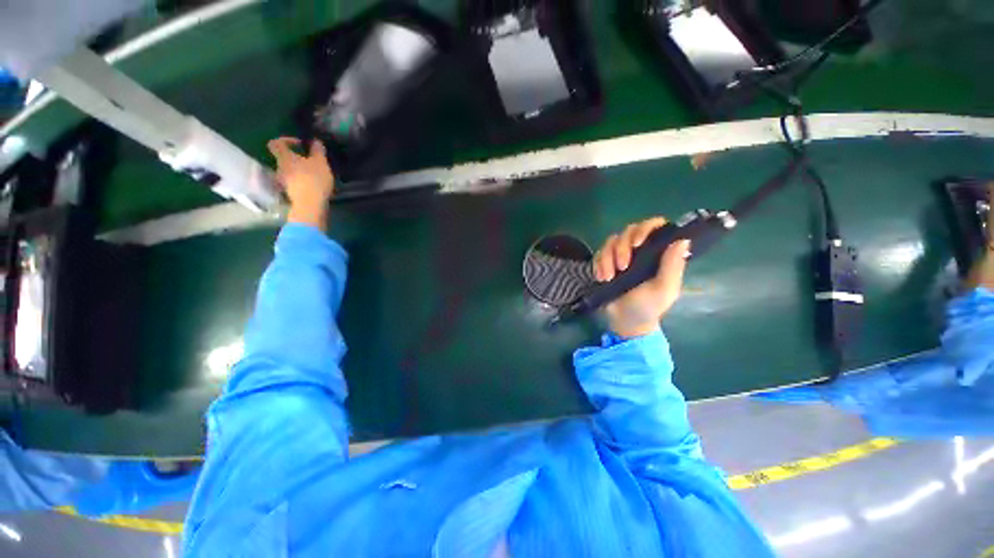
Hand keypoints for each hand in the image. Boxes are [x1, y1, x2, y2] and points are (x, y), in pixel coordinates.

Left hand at [267, 137, 334, 229]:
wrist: (310, 205)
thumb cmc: (314, 179)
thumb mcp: (320, 162)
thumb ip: (318, 150)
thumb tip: (315, 140)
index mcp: (284, 157)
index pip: (276, 143)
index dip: (286, 140)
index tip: (301, 144)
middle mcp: (280, 167)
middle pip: (284, 158)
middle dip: (296, 157)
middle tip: (310, 160)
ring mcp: (284, 181)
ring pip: (289, 170)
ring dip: (299, 170)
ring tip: (314, 174)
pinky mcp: (290, 192)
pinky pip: (294, 182)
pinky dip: (302, 181)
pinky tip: (314, 184)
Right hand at [593, 217, 690, 338]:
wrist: (625, 322)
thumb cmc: (649, 306)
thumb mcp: (664, 289)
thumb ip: (673, 266)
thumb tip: (683, 239)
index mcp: (658, 253)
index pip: (656, 227)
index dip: (646, 228)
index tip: (637, 243)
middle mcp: (640, 250)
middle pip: (629, 231)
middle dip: (622, 247)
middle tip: (622, 267)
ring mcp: (621, 255)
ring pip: (611, 241)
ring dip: (608, 258)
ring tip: (608, 277)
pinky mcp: (606, 262)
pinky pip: (599, 253)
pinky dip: (599, 264)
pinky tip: (601, 278)